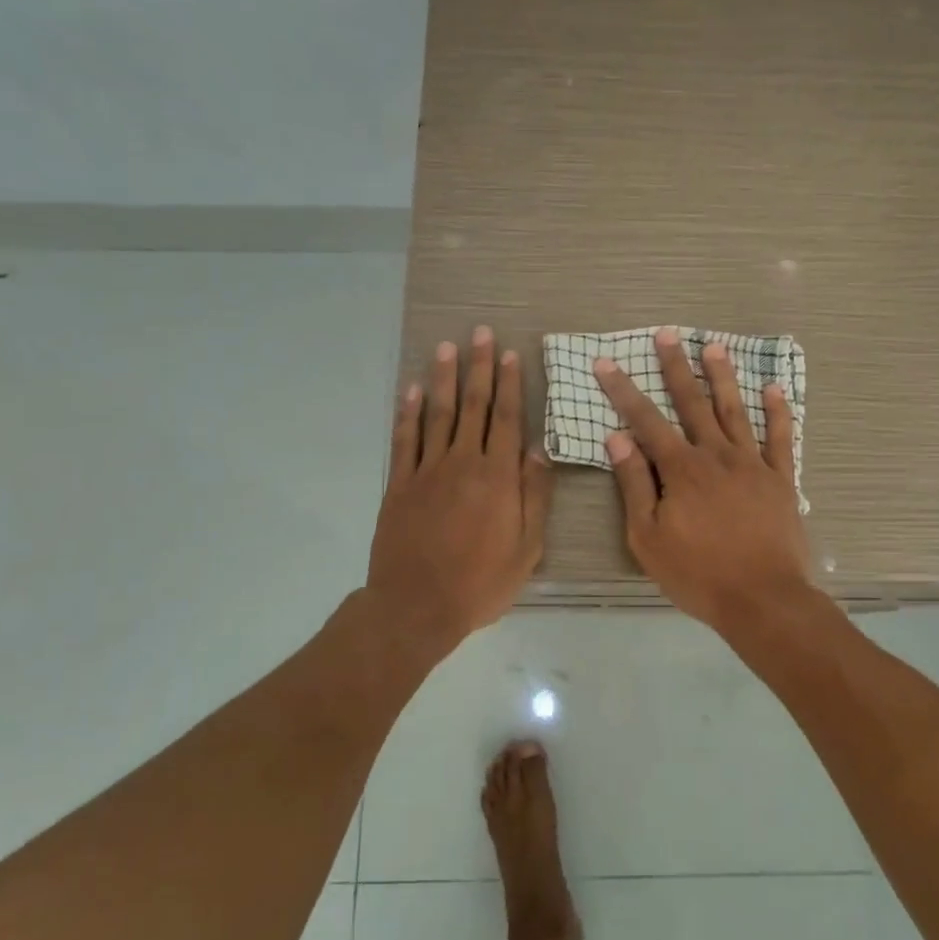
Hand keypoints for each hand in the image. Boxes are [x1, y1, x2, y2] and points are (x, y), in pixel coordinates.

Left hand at [367, 326, 554, 651]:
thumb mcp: (527, 548)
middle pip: (474, 407)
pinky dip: (407, 412)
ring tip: (447, 347)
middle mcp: (462, 463)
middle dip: (478, 367)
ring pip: (438, 414)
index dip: (509, 384)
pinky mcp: (400, 484)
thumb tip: (538, 450)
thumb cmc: (481, 582)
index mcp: (497, 477)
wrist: (417, 606)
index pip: (507, 419)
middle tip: (480, 333)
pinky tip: (410, 389)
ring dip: (444, 379)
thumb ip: (534, 495)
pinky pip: (404, 439)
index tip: (509, 353)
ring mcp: (427, 471)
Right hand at [594, 327, 812, 630]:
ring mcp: (752, 465)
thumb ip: (634, 485)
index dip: (623, 390)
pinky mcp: (781, 480)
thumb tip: (618, 438)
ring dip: (723, 377)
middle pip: (693, 403)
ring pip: (736, 411)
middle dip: (677, 367)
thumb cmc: (697, 574)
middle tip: (668, 334)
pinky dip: (778, 413)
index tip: (607, 362)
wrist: (762, 599)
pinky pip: (781, 439)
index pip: (646, 421)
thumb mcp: (648, 537)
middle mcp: (716, 456)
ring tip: (714, 346)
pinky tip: (775, 389)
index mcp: (681, 469)